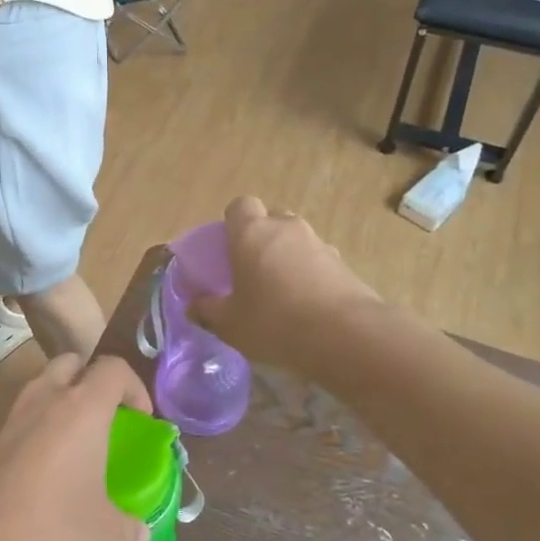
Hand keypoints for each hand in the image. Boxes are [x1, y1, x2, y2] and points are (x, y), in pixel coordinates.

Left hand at [0, 355, 154, 540]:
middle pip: (69, 364)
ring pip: (35, 391)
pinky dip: (26, 436)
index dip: (134, 387)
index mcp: (80, 409)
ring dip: (55, 407)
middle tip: (102, 421)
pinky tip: (29, 481)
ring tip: (66, 453)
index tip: (140, 419)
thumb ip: (129, 528)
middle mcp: (39, 400)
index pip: (113, 369)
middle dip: (90, 382)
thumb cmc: (47, 539)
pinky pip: (9, 423)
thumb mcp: (105, 540)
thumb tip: (138, 532)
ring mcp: (0, 418)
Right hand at [187, 196, 381, 375]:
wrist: (345, 335)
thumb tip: (194, 307)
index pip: (240, 205)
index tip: (229, 248)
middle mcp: (286, 228)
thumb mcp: (230, 324)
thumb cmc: (274, 322)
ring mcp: (319, 243)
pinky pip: (319, 261)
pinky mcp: (344, 264)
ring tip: (283, 294)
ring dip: (289, 257)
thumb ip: (208, 311)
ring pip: (297, 240)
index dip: (233, 222)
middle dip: (262, 238)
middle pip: (271, 219)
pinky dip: (312, 276)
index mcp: (252, 233)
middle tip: (253, 271)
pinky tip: (309, 307)